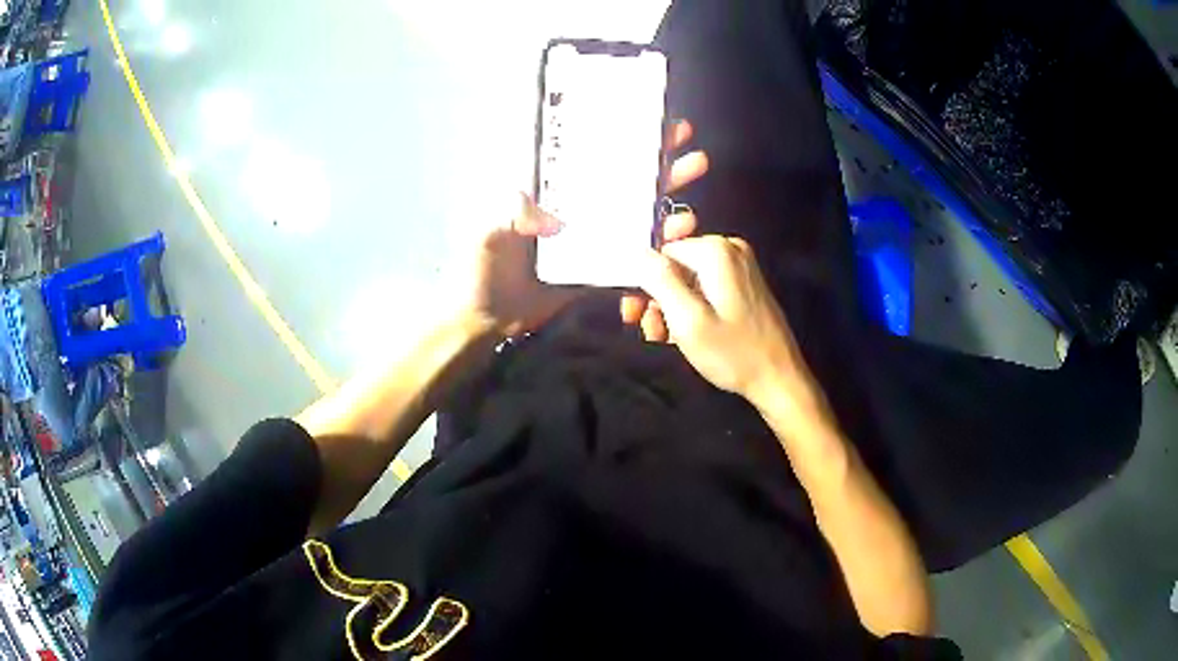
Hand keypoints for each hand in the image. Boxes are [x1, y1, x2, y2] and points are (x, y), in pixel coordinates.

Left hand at [461, 120, 708, 339]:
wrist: (486, 321)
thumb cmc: (479, 269)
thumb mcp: (486, 233)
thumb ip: (511, 215)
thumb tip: (550, 216)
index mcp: (549, 192)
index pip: (588, 157)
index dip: (616, 137)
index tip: (647, 120)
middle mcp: (575, 209)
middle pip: (621, 179)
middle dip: (655, 159)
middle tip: (687, 143)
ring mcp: (591, 239)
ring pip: (636, 212)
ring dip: (666, 194)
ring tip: (693, 177)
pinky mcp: (600, 269)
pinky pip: (635, 252)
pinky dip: (660, 241)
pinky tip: (682, 229)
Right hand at [639, 236, 804, 401]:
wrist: (778, 379)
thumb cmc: (733, 352)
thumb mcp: (688, 319)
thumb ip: (659, 280)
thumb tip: (637, 252)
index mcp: (716, 251)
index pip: (661, 250)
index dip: (644, 280)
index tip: (634, 310)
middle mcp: (728, 250)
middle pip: (674, 264)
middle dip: (655, 296)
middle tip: (645, 328)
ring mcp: (738, 268)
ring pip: (686, 280)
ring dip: (669, 307)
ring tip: (662, 338)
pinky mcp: (742, 287)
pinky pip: (703, 290)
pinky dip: (689, 309)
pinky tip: (680, 335)